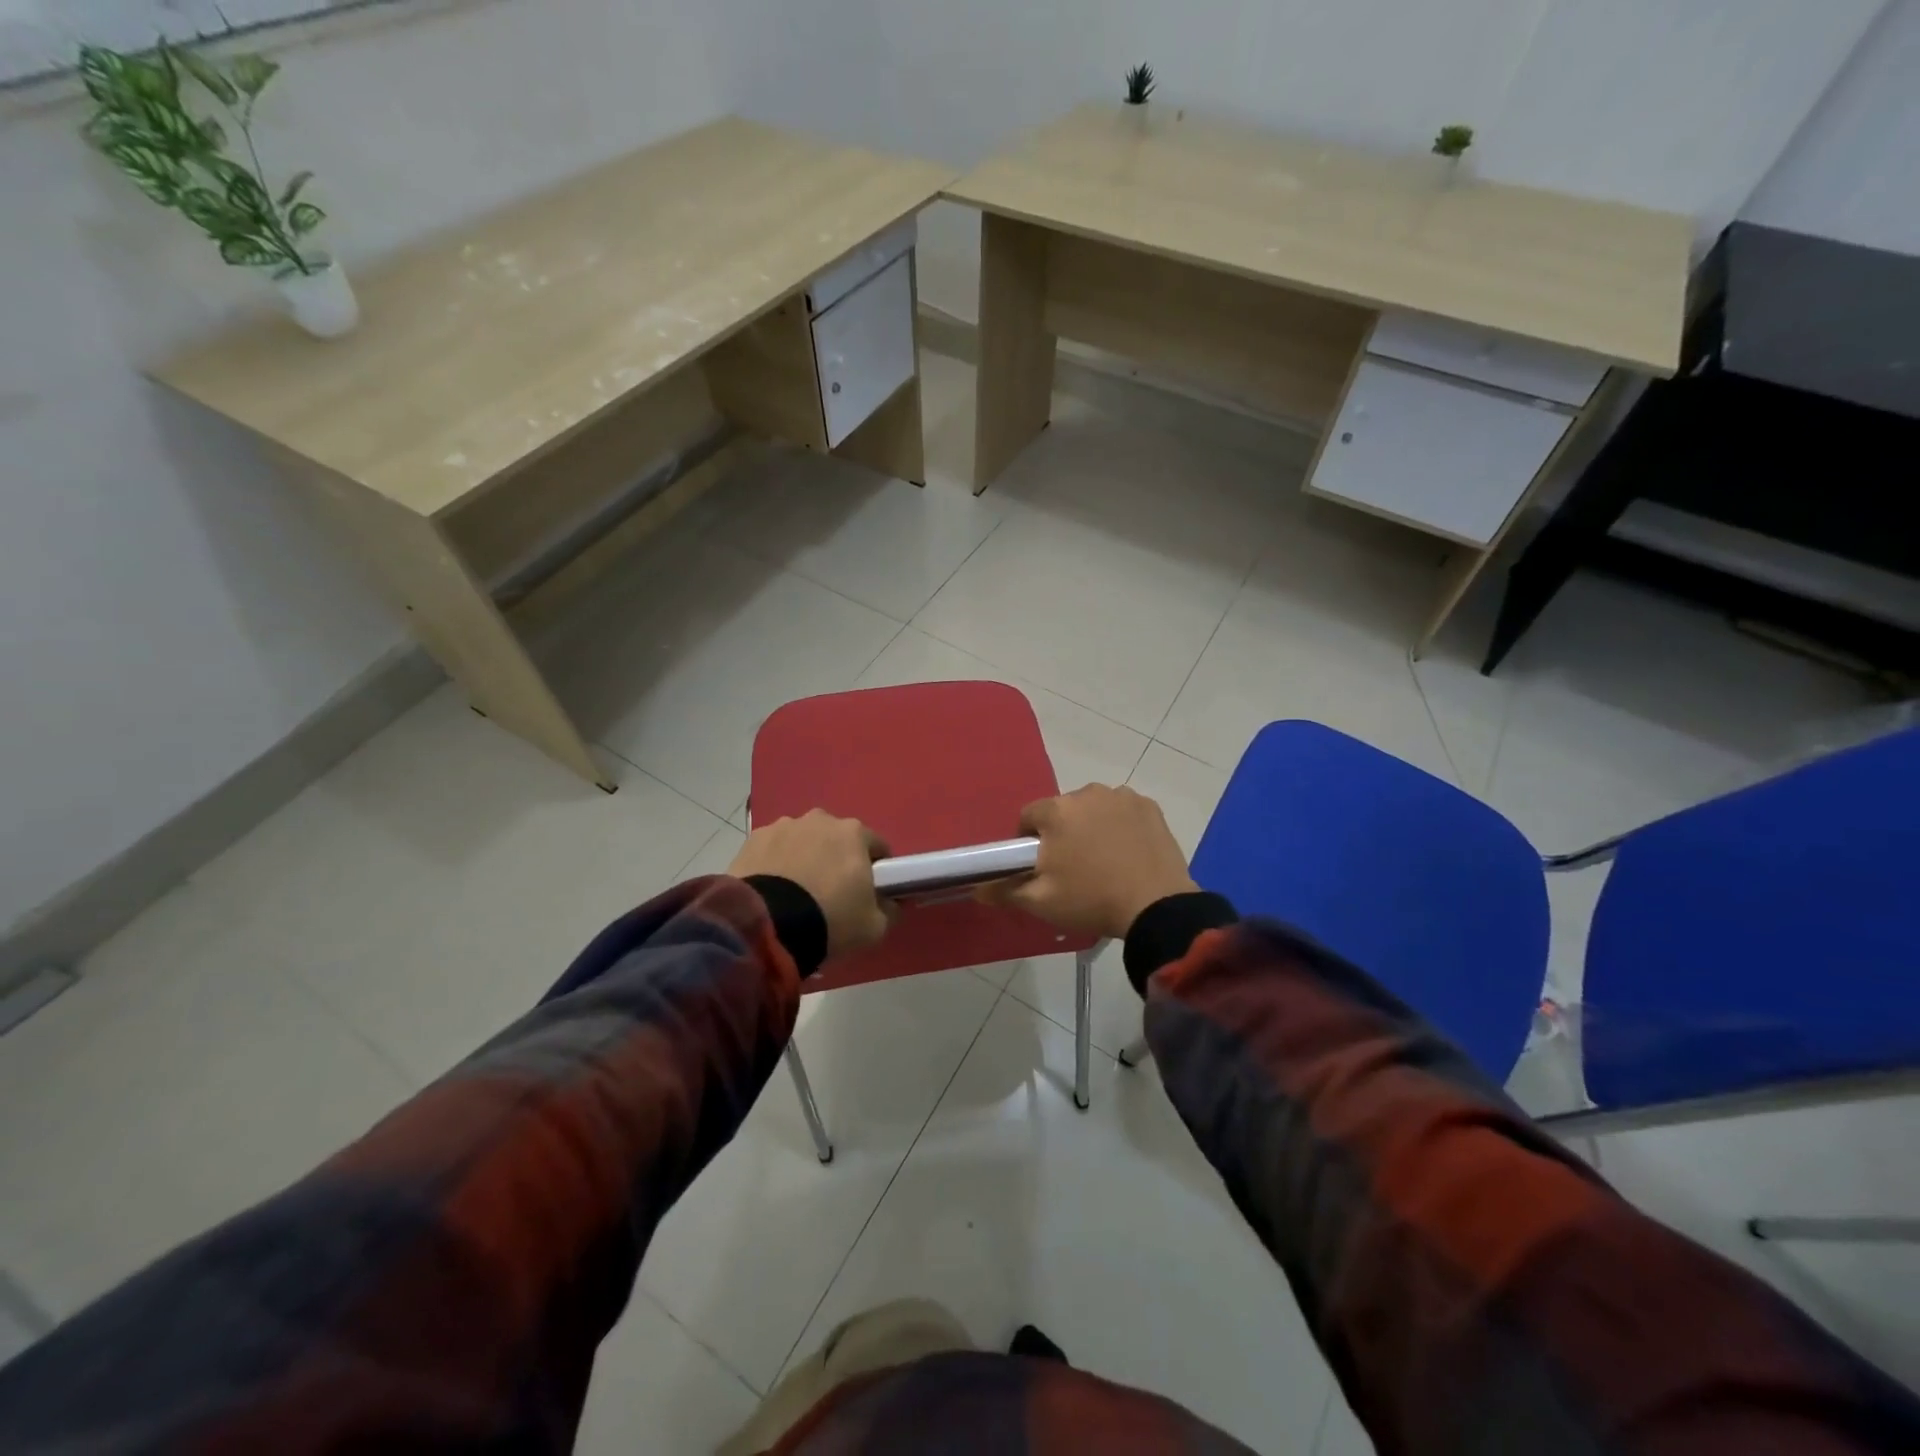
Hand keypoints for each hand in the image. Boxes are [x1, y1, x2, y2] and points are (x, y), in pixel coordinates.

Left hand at [729, 810, 892, 956]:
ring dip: (805, 859)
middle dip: (837, 860)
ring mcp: (783, 826)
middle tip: (831, 895)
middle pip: (837, 840)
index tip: (870, 892)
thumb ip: (889, 909)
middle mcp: (820, 819)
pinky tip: (773, 892)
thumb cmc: (830, 919)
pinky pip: (774, 851)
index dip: (877, 870)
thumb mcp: (874, 926)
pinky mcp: (753, 840)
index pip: (877, 847)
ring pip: (803, 842)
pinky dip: (776, 865)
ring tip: (796, 895)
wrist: (767, 927)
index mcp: (854, 832)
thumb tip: (890, 902)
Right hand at [978, 784, 1196, 940]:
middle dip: (1061, 833)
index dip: (1028, 842)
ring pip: (1093, 809)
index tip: (1040, 867)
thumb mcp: (1040, 902)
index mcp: (1056, 810)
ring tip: (1103, 862)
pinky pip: (1122, 812)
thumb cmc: (1091, 899)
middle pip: (1062, 811)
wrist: (1156, 907)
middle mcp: (1087, 792)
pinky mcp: (1149, 806)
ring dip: (1091, 827)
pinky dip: (1120, 826)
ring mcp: (1122, 796)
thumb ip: (1004, 889)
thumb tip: (976, 886)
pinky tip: (1127, 854)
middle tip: (1072, 868)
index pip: (1028, 817)